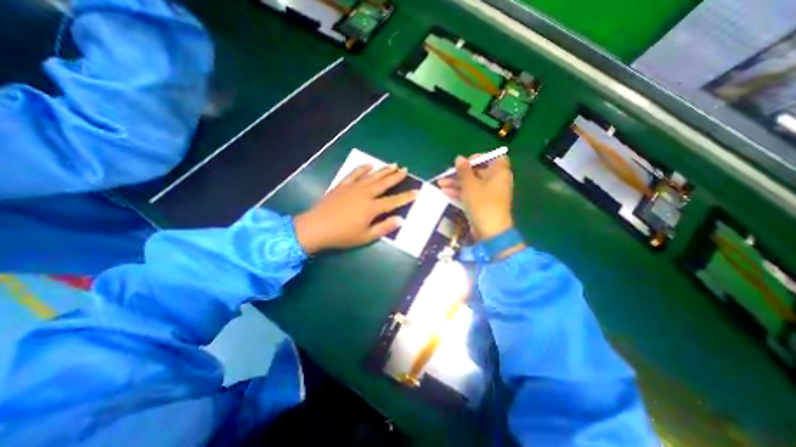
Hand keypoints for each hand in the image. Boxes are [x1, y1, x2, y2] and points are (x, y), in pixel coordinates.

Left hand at [295, 164, 417, 253]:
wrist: (316, 227)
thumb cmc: (342, 235)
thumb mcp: (366, 236)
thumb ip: (384, 227)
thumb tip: (401, 219)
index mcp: (372, 207)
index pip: (394, 201)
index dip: (406, 197)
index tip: (417, 191)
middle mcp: (365, 194)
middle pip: (384, 183)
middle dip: (396, 176)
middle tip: (405, 169)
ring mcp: (353, 188)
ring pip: (372, 176)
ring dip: (383, 170)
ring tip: (393, 164)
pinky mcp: (342, 186)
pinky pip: (354, 174)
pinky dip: (362, 169)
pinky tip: (368, 165)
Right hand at [438, 156, 513, 240]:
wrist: (490, 231)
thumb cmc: (482, 203)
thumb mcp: (470, 184)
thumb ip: (463, 170)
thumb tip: (459, 158)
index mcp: (499, 172)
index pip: (493, 158)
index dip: (479, 158)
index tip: (465, 162)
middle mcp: (496, 181)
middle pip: (478, 171)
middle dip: (460, 173)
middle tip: (447, 174)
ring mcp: (489, 193)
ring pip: (472, 184)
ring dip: (457, 183)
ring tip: (440, 184)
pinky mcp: (483, 204)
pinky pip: (471, 194)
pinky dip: (460, 192)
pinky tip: (445, 192)